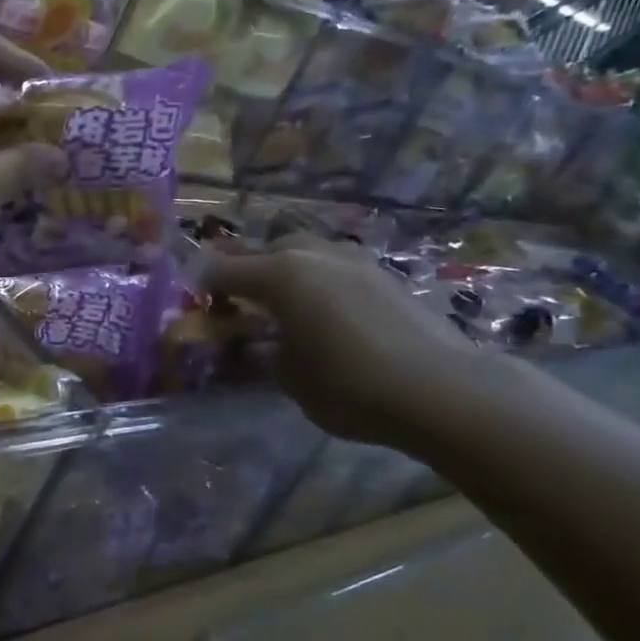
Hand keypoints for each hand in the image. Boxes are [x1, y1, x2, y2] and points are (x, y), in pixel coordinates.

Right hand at [203, 235, 477, 448]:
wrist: (445, 391)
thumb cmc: (349, 385)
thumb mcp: (288, 377)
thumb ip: (261, 352)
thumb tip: (253, 344)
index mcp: (278, 274)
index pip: (221, 270)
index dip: (201, 286)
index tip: (194, 305)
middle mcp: (312, 255)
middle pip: (262, 250)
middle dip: (242, 269)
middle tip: (233, 300)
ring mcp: (352, 260)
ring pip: (302, 252)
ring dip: (282, 270)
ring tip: (279, 303)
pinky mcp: (383, 275)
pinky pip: (332, 267)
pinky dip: (316, 281)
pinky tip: (321, 310)